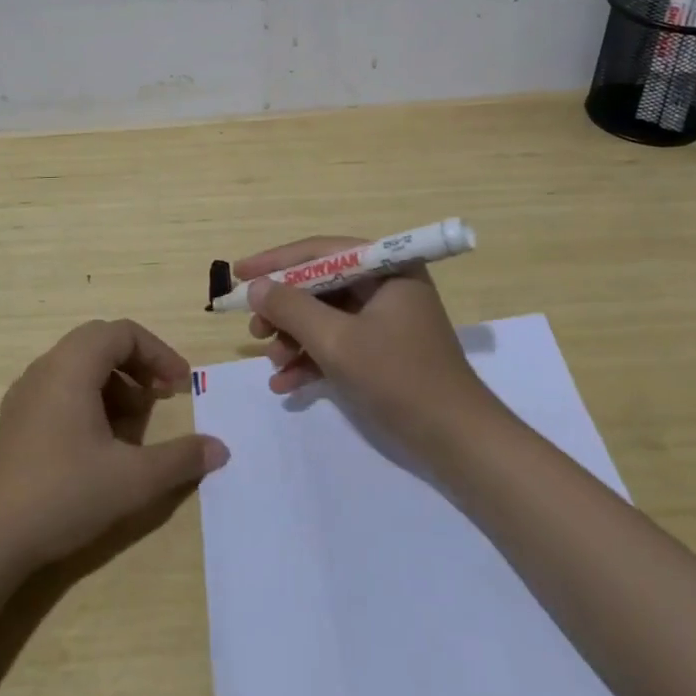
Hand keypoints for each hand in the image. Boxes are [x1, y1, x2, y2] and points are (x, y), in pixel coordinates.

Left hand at [0, 319, 228, 574]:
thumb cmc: (61, 495)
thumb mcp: (131, 479)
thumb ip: (180, 459)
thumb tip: (220, 448)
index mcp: (73, 365)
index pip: (123, 332)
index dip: (158, 353)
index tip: (180, 385)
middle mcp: (46, 367)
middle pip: (100, 342)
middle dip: (137, 364)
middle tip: (160, 396)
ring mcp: (25, 394)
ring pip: (78, 366)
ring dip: (113, 383)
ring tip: (133, 425)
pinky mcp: (13, 421)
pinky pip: (59, 389)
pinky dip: (88, 400)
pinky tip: (97, 445)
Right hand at [239, 236, 493, 449]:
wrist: (458, 443)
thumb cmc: (399, 379)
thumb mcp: (338, 342)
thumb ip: (292, 308)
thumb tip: (255, 285)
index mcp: (386, 267)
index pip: (320, 251)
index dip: (275, 261)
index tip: (238, 273)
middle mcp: (386, 284)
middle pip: (320, 284)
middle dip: (284, 308)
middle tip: (254, 328)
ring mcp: (386, 318)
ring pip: (326, 315)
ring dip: (294, 337)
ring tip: (271, 362)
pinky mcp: (383, 349)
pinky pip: (338, 341)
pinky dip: (312, 358)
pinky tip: (285, 384)